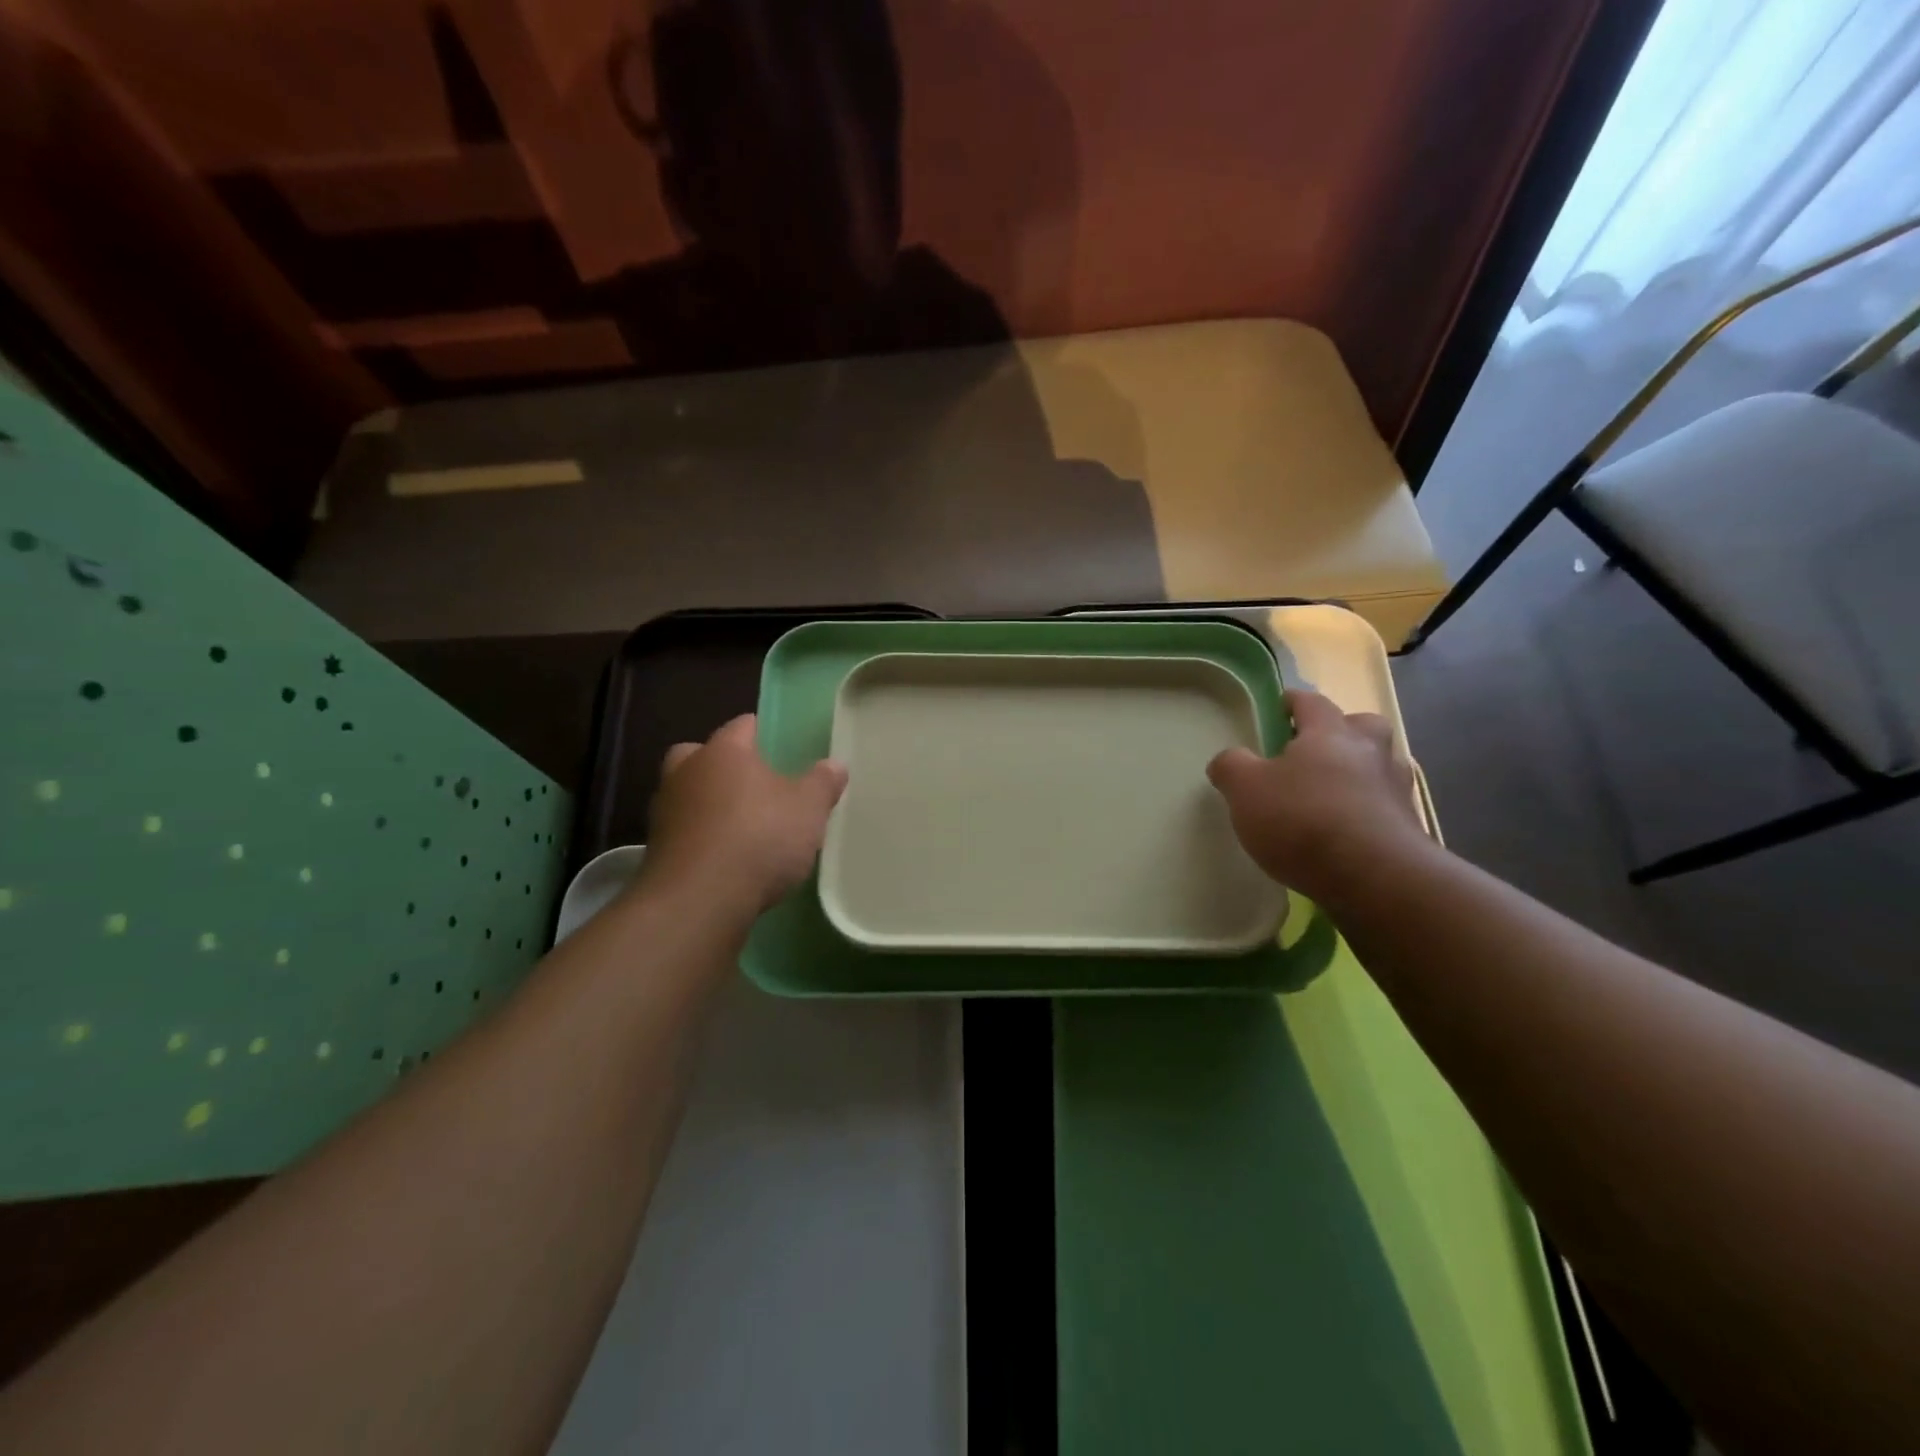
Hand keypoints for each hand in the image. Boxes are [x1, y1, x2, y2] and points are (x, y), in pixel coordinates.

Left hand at [645, 715, 848, 915]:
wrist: (699, 899)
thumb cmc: (759, 837)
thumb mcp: (808, 809)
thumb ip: (822, 783)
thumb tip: (835, 765)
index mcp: (723, 752)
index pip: (741, 726)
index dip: (759, 731)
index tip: (775, 742)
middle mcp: (686, 773)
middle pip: (698, 755)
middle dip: (718, 764)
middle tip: (747, 781)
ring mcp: (665, 812)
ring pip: (685, 794)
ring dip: (705, 803)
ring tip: (737, 824)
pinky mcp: (656, 851)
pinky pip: (682, 832)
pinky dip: (698, 837)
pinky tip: (723, 857)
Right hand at [1206, 689, 1426, 902]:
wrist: (1376, 878)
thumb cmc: (1303, 819)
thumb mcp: (1245, 789)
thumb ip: (1231, 767)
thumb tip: (1227, 760)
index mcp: (1330, 733)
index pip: (1311, 702)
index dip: (1293, 701)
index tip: (1279, 706)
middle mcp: (1370, 752)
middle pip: (1362, 726)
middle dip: (1341, 731)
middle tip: (1315, 750)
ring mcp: (1396, 790)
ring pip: (1379, 766)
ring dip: (1359, 772)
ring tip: (1330, 795)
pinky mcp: (1410, 828)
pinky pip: (1385, 807)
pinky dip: (1367, 811)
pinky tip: (1346, 832)